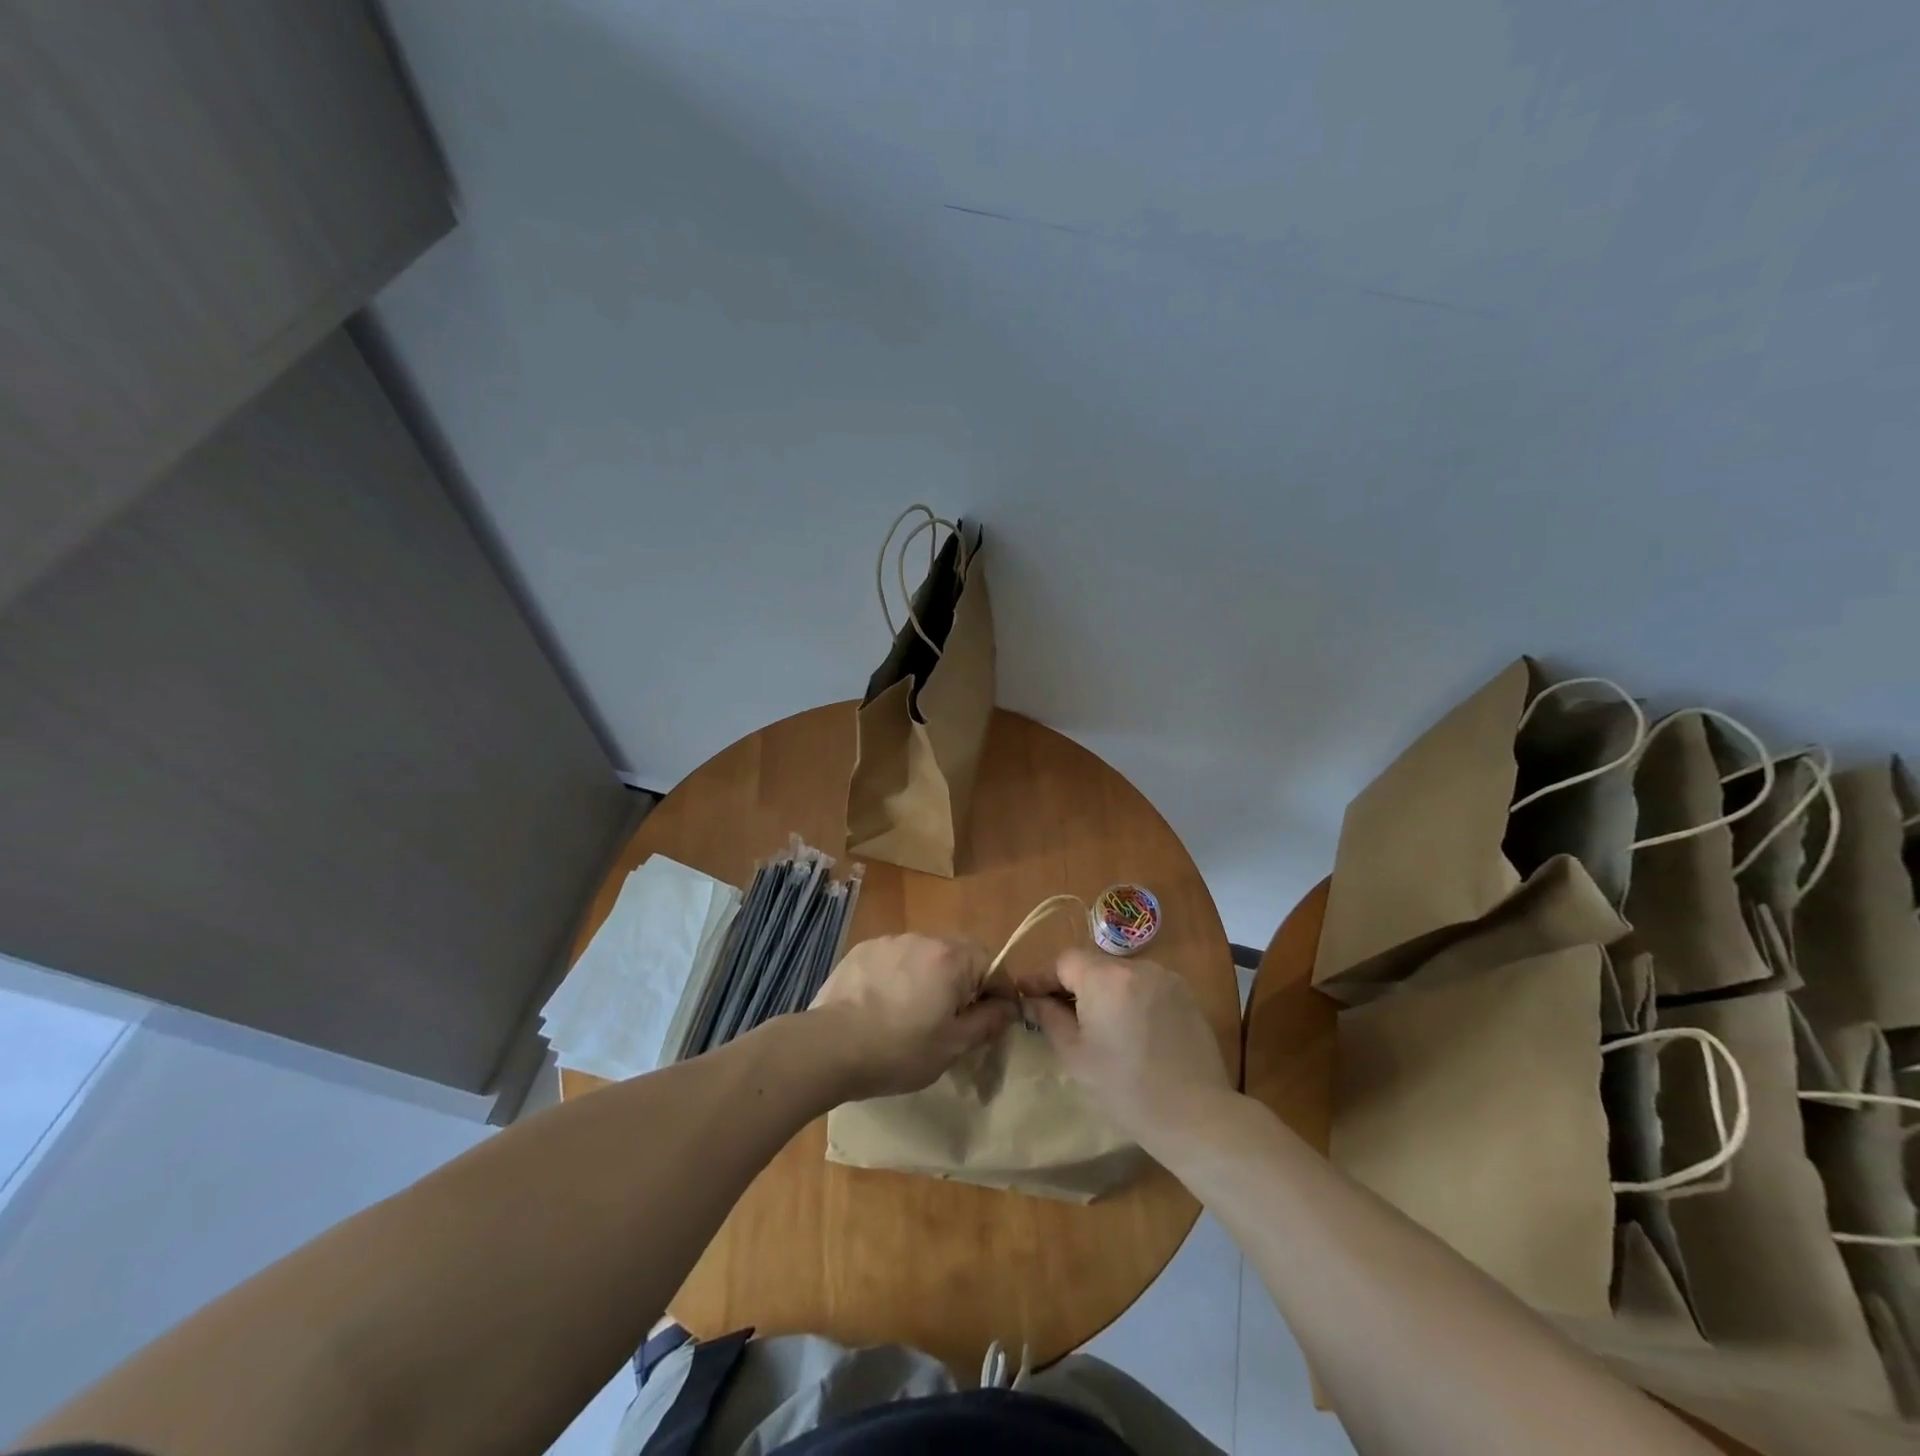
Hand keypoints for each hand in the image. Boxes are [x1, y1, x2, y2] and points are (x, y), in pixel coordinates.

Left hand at [809, 934, 1015, 1099]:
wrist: (831, 1046)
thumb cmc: (900, 1050)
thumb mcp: (954, 1045)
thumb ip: (988, 1021)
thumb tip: (1009, 1007)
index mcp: (952, 958)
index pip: (993, 963)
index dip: (999, 991)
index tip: (992, 1020)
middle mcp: (925, 938)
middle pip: (959, 954)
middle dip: (964, 981)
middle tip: (953, 1018)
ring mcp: (890, 940)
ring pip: (926, 954)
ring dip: (931, 976)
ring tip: (914, 1012)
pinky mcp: (863, 949)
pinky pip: (895, 958)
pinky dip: (900, 975)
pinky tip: (885, 1004)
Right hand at [1030, 950, 1231, 1140]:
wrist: (1194, 1115)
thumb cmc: (1124, 1088)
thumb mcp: (1075, 1055)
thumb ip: (1049, 1018)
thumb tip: (1033, 1000)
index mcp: (1105, 978)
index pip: (1064, 961)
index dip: (1043, 977)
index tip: (1027, 995)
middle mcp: (1137, 967)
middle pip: (1094, 965)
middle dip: (1074, 985)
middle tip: (1059, 1014)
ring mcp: (1166, 978)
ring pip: (1121, 976)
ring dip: (1104, 992)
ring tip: (1098, 1025)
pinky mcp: (1186, 995)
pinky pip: (1146, 987)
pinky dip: (1131, 1000)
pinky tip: (1131, 1031)